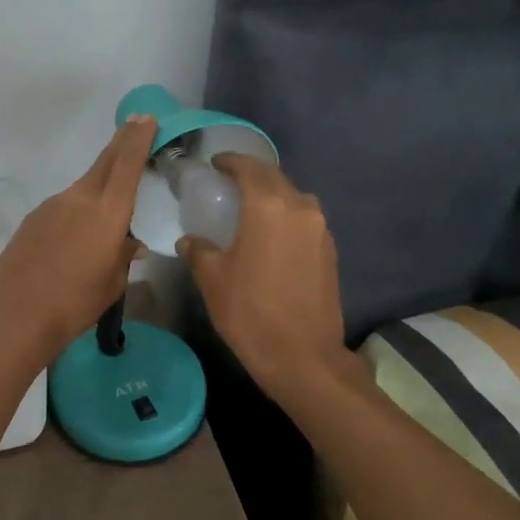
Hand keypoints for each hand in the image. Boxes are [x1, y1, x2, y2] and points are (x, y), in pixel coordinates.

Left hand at [0, 116, 156, 359]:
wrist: (16, 312)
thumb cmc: (75, 302)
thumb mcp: (112, 283)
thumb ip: (123, 255)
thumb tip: (130, 242)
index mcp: (107, 212)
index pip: (127, 164)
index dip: (138, 139)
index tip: (146, 119)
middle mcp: (79, 198)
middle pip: (105, 162)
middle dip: (122, 142)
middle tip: (136, 126)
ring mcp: (52, 205)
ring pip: (83, 188)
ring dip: (98, 189)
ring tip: (106, 216)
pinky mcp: (34, 217)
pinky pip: (63, 207)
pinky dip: (76, 212)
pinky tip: (73, 239)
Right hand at [179, 155, 345, 404]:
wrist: (304, 357)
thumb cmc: (251, 312)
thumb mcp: (212, 279)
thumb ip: (199, 251)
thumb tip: (190, 240)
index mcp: (268, 207)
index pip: (249, 168)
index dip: (231, 161)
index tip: (215, 163)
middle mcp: (300, 208)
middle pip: (275, 178)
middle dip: (252, 174)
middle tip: (228, 182)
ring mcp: (320, 230)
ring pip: (294, 197)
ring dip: (273, 194)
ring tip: (251, 207)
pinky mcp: (330, 251)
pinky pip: (305, 219)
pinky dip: (287, 215)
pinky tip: (271, 234)